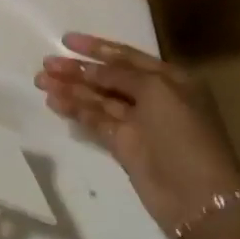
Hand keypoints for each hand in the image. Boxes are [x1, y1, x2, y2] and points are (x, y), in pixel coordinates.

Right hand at [36, 34, 239, 234]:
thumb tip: (92, 69)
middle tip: (46, 64)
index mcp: (169, 79)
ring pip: (98, 99)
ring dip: (70, 88)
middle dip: (77, 69)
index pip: (126, 56)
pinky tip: (54, 101)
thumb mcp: (157, 91)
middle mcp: (153, 97)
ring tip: (40, 81)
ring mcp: (138, 123)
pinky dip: (75, 110)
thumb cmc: (184, 134)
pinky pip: (95, 121)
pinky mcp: (123, 146)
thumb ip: (121, 75)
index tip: (66, 40)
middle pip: (108, 77)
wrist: (199, 199)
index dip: (96, 47)